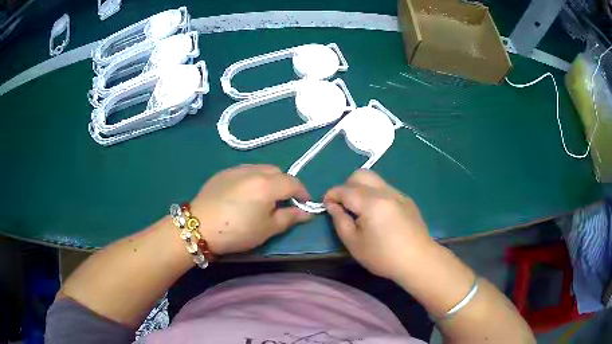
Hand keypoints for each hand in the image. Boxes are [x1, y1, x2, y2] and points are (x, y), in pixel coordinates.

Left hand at [190, 164, 312, 254]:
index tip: (304, 204)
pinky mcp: (223, 172)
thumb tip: (306, 213)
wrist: (199, 226)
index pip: (293, 182)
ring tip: (264, 197)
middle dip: (286, 184)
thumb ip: (289, 218)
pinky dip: (253, 178)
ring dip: (269, 179)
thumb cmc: (237, 231)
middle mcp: (254, 171)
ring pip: (261, 168)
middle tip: (283, 202)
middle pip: (278, 172)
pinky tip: (244, 194)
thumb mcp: (267, 229)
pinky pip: (245, 171)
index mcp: (267, 185)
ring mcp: (237, 169)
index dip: (303, 192)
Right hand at [324, 170, 434, 281]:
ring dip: (361, 188)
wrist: (418, 260)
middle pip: (361, 174)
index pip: (344, 189)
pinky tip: (378, 214)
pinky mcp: (407, 200)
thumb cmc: (383, 256)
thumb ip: (340, 221)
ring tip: (360, 210)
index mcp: (371, 202)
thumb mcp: (354, 243)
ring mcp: (398, 194)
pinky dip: (375, 194)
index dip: (331, 195)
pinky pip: (386, 188)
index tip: (326, 205)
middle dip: (346, 185)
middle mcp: (385, 191)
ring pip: (374, 180)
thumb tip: (332, 206)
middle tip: (344, 205)